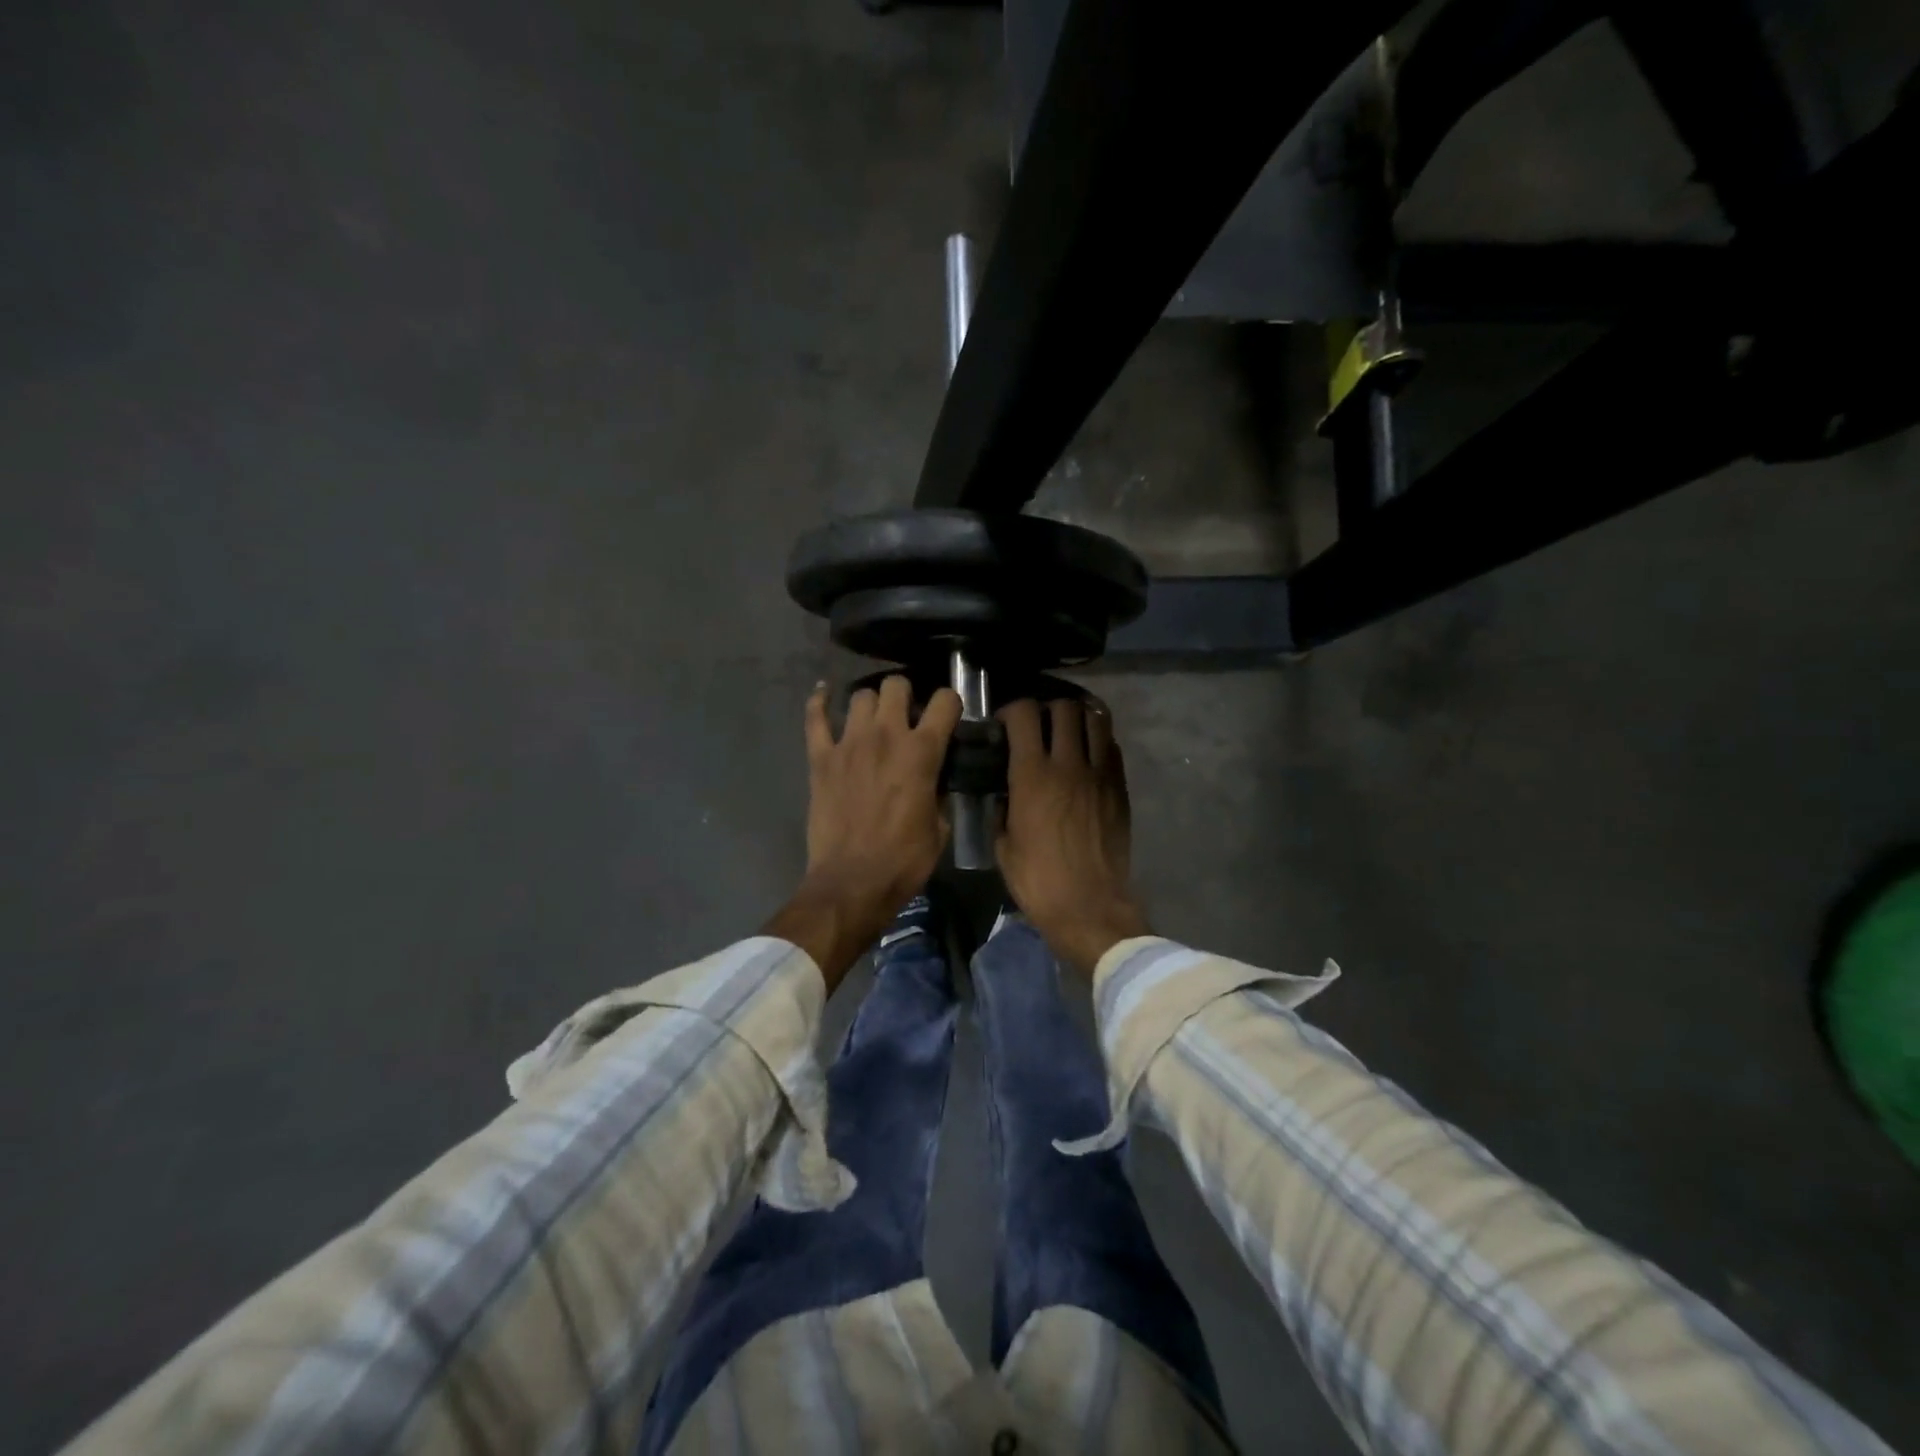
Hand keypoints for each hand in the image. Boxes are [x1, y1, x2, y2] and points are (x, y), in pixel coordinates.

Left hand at [765, 676, 961, 990]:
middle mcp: (886, 735)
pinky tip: (824, 693)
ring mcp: (848, 743)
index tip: (947, 717)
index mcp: (922, 752)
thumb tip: (936, 780)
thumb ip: (939, 792)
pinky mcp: (820, 757)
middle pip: (896, 685)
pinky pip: (815, 717)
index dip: (950, 703)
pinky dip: (819, 701)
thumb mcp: (939, 828)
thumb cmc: (904, 860)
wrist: (852, 883)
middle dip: (906, 694)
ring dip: (871, 703)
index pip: (945, 701)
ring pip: (860, 695)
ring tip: (873, 718)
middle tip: (907, 715)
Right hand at [997, 696, 1151, 978]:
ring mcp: (1099, 773)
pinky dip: (1098, 741)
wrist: (1089, 906)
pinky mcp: (1119, 787)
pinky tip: (1087, 755)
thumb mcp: (1003, 844)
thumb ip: (1002, 807)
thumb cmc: (1038, 880)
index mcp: (1032, 775)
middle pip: (1064, 708)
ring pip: (1095, 719)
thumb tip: (1005, 790)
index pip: (1024, 714)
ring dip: (1077, 718)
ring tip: (1067, 730)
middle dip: (1046, 709)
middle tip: (1038, 726)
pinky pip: (1111, 747)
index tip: (1004, 724)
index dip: (1012, 710)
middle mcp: (1068, 763)